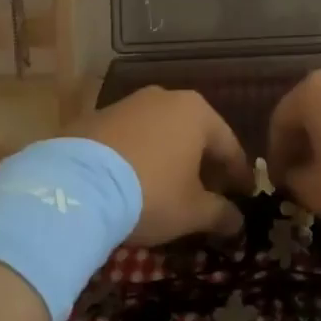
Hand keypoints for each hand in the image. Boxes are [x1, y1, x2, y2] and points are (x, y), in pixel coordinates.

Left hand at [73, 87, 250, 245]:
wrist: (76, 187)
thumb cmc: (150, 193)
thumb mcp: (192, 211)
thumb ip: (221, 214)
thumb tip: (238, 222)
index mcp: (197, 112)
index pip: (229, 146)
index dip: (239, 175)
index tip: (245, 196)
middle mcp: (166, 98)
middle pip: (195, 135)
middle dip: (204, 165)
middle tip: (209, 195)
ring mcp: (129, 103)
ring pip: (161, 133)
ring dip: (170, 159)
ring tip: (169, 189)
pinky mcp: (97, 116)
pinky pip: (130, 138)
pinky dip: (139, 157)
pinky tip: (133, 182)